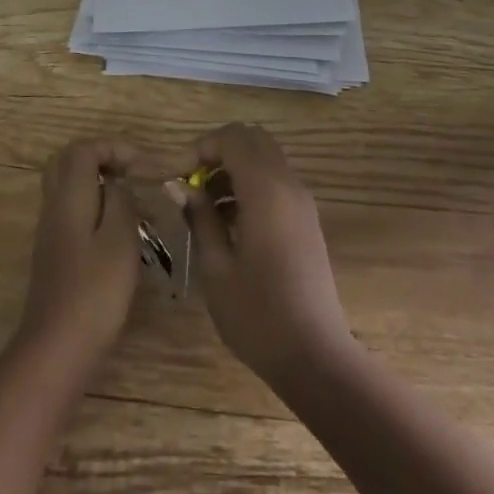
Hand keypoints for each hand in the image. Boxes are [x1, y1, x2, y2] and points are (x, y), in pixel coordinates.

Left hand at [17, 138, 142, 370]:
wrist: (57, 349)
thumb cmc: (95, 292)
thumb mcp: (120, 240)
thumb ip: (121, 201)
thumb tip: (118, 182)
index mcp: (69, 197)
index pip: (83, 149)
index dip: (113, 147)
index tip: (143, 164)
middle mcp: (54, 207)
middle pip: (68, 163)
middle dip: (101, 159)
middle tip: (131, 172)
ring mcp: (50, 232)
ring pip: (68, 188)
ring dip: (99, 184)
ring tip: (132, 202)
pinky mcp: (55, 255)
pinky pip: (72, 212)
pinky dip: (94, 208)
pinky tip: (119, 232)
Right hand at [167, 123, 355, 387]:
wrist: (314, 356)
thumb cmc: (257, 314)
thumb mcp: (216, 268)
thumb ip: (199, 218)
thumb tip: (181, 187)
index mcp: (266, 190)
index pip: (233, 138)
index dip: (201, 147)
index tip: (179, 176)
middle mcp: (288, 185)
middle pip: (253, 139)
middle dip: (220, 151)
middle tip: (194, 183)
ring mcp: (302, 201)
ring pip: (266, 158)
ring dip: (235, 168)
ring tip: (207, 208)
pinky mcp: (306, 219)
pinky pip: (276, 181)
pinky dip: (251, 184)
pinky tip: (231, 223)